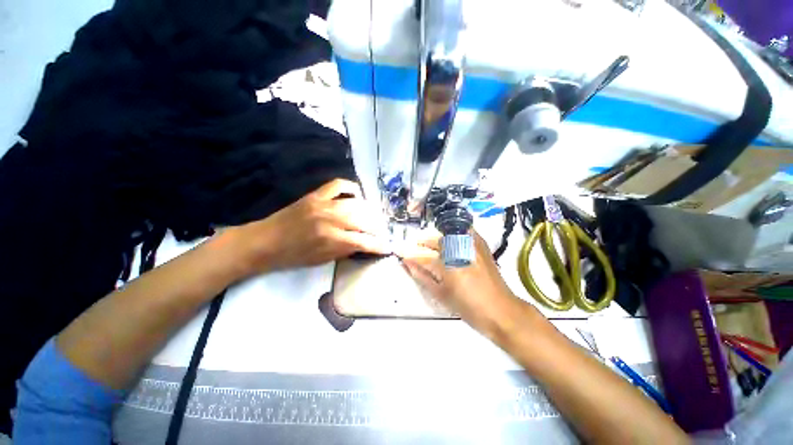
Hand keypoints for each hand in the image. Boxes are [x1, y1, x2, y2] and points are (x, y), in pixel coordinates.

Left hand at [230, 179, 390, 274]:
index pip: (364, 241)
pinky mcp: (316, 195)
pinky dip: (351, 188)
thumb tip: (363, 243)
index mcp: (332, 239)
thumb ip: (345, 250)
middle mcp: (331, 219)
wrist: (265, 241)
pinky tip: (357, 195)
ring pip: (356, 203)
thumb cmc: (293, 256)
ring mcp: (324, 204)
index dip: (379, 245)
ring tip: (373, 216)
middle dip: (377, 227)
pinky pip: (338, 185)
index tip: (387, 247)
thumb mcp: (322, 260)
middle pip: (364, 220)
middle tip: (381, 231)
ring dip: (369, 210)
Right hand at [400, 231, 521, 333]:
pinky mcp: (481, 244)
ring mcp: (472, 244)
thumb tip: (407, 263)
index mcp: (449, 266)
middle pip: (436, 240)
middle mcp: (460, 250)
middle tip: (416, 246)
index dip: (410, 254)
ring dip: (437, 237)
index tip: (401, 253)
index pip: (423, 256)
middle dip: (423, 242)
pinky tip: (449, 240)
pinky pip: (463, 231)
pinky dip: (453, 233)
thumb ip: (422, 276)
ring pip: (449, 232)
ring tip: (432, 244)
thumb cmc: (469, 306)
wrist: (501, 310)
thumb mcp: (441, 294)